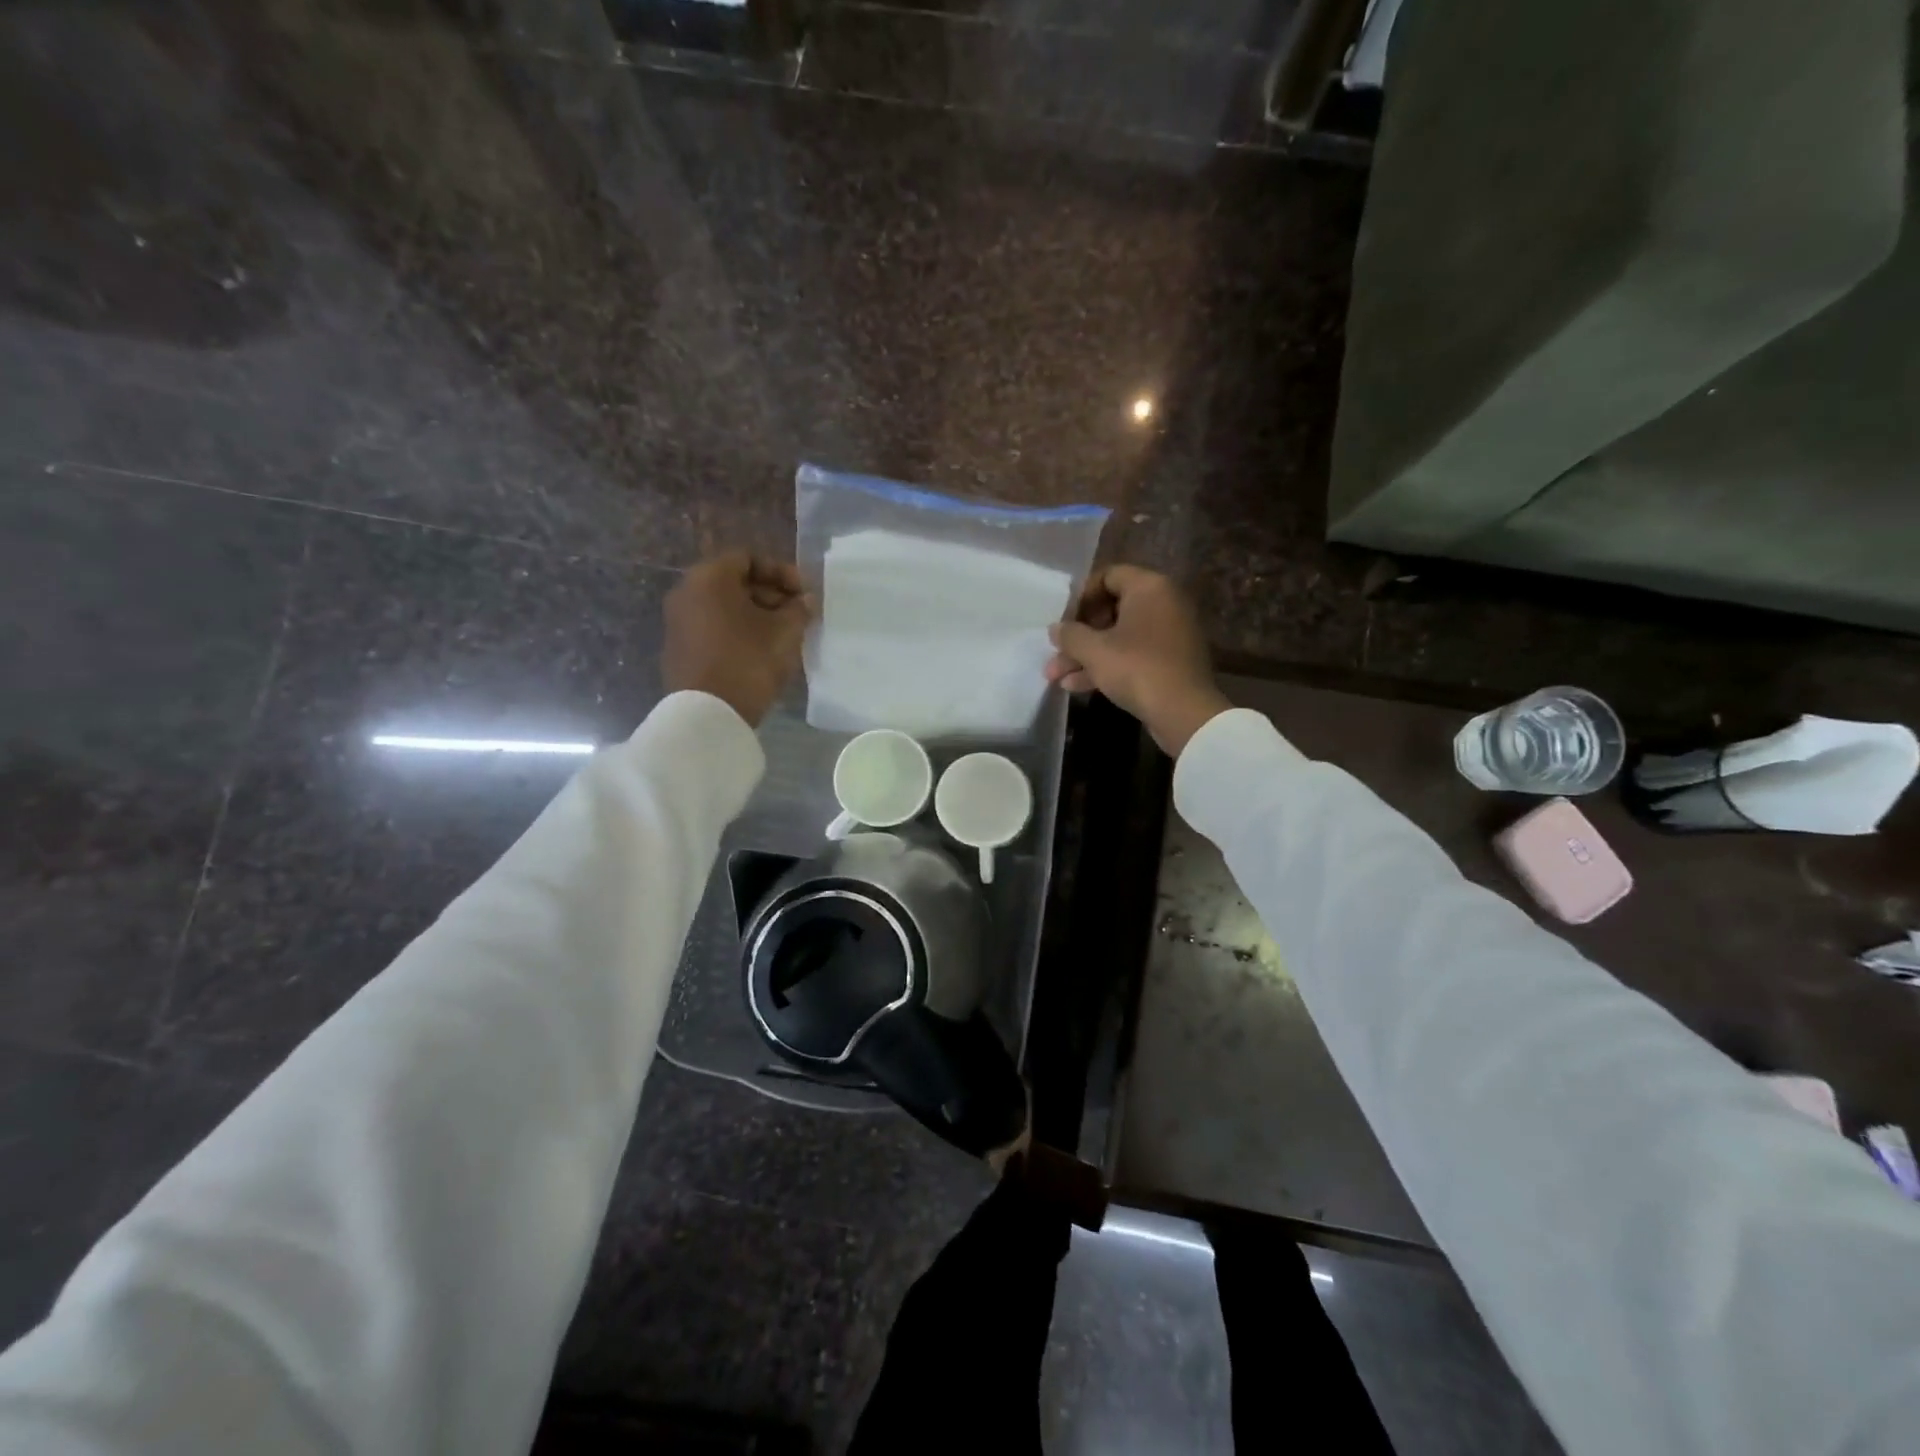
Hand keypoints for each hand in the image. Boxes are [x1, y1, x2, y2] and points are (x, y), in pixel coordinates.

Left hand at [662, 552, 811, 726]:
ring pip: (723, 606)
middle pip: (734, 581)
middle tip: (796, 614)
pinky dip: (737, 630)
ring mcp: (678, 621)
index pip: (748, 558)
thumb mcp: (784, 633)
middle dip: (769, 594)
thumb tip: (805, 601)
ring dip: (755, 614)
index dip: (781, 571)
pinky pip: (713, 627)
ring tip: (782, 634)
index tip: (803, 593)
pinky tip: (760, 650)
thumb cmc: (748, 661)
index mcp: (710, 578)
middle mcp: (687, 591)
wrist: (707, 714)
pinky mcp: (678, 648)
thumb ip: (799, 610)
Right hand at [1044, 565, 1228, 755]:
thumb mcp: (1094, 650)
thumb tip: (1056, 629)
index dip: (1080, 596)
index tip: (1062, 620)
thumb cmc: (1136, 668)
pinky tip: (1076, 686)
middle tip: (1055, 652)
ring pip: (1119, 637)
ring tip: (1055, 676)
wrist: (1183, 712)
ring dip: (1087, 655)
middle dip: (1078, 635)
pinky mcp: (1170, 661)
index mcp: (1150, 587)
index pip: (1108, 576)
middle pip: (1111, 610)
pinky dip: (1107, 666)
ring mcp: (1169, 633)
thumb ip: (1070, 635)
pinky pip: (1133, 654)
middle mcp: (1164, 603)